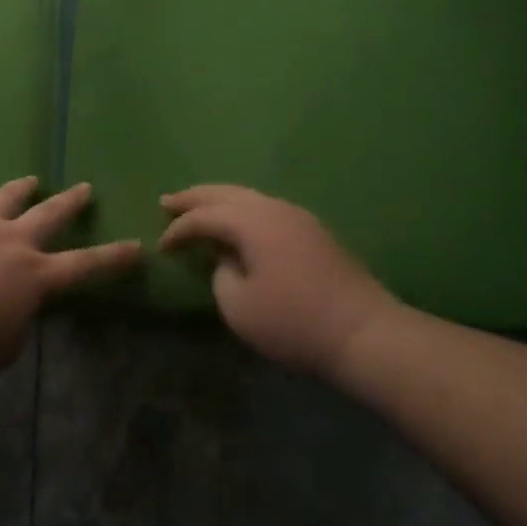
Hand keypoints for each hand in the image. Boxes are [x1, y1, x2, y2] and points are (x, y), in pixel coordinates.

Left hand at [0, 176, 141, 382]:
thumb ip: (12, 327)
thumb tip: (8, 312)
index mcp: (33, 276)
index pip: (84, 266)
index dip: (112, 259)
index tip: (136, 246)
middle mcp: (10, 241)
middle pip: (49, 215)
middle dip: (70, 203)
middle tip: (84, 188)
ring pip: (4, 198)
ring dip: (19, 189)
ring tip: (30, 180)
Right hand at [159, 185, 396, 376]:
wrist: (365, 332)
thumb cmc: (294, 322)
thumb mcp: (239, 307)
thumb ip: (221, 276)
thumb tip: (228, 260)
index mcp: (251, 221)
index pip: (204, 217)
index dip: (178, 230)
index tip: (161, 247)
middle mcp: (273, 208)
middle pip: (225, 193)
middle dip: (194, 197)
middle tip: (167, 201)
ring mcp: (298, 217)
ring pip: (249, 197)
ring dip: (220, 201)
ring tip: (198, 208)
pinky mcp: (314, 232)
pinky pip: (267, 209)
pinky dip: (242, 211)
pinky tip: (238, 225)